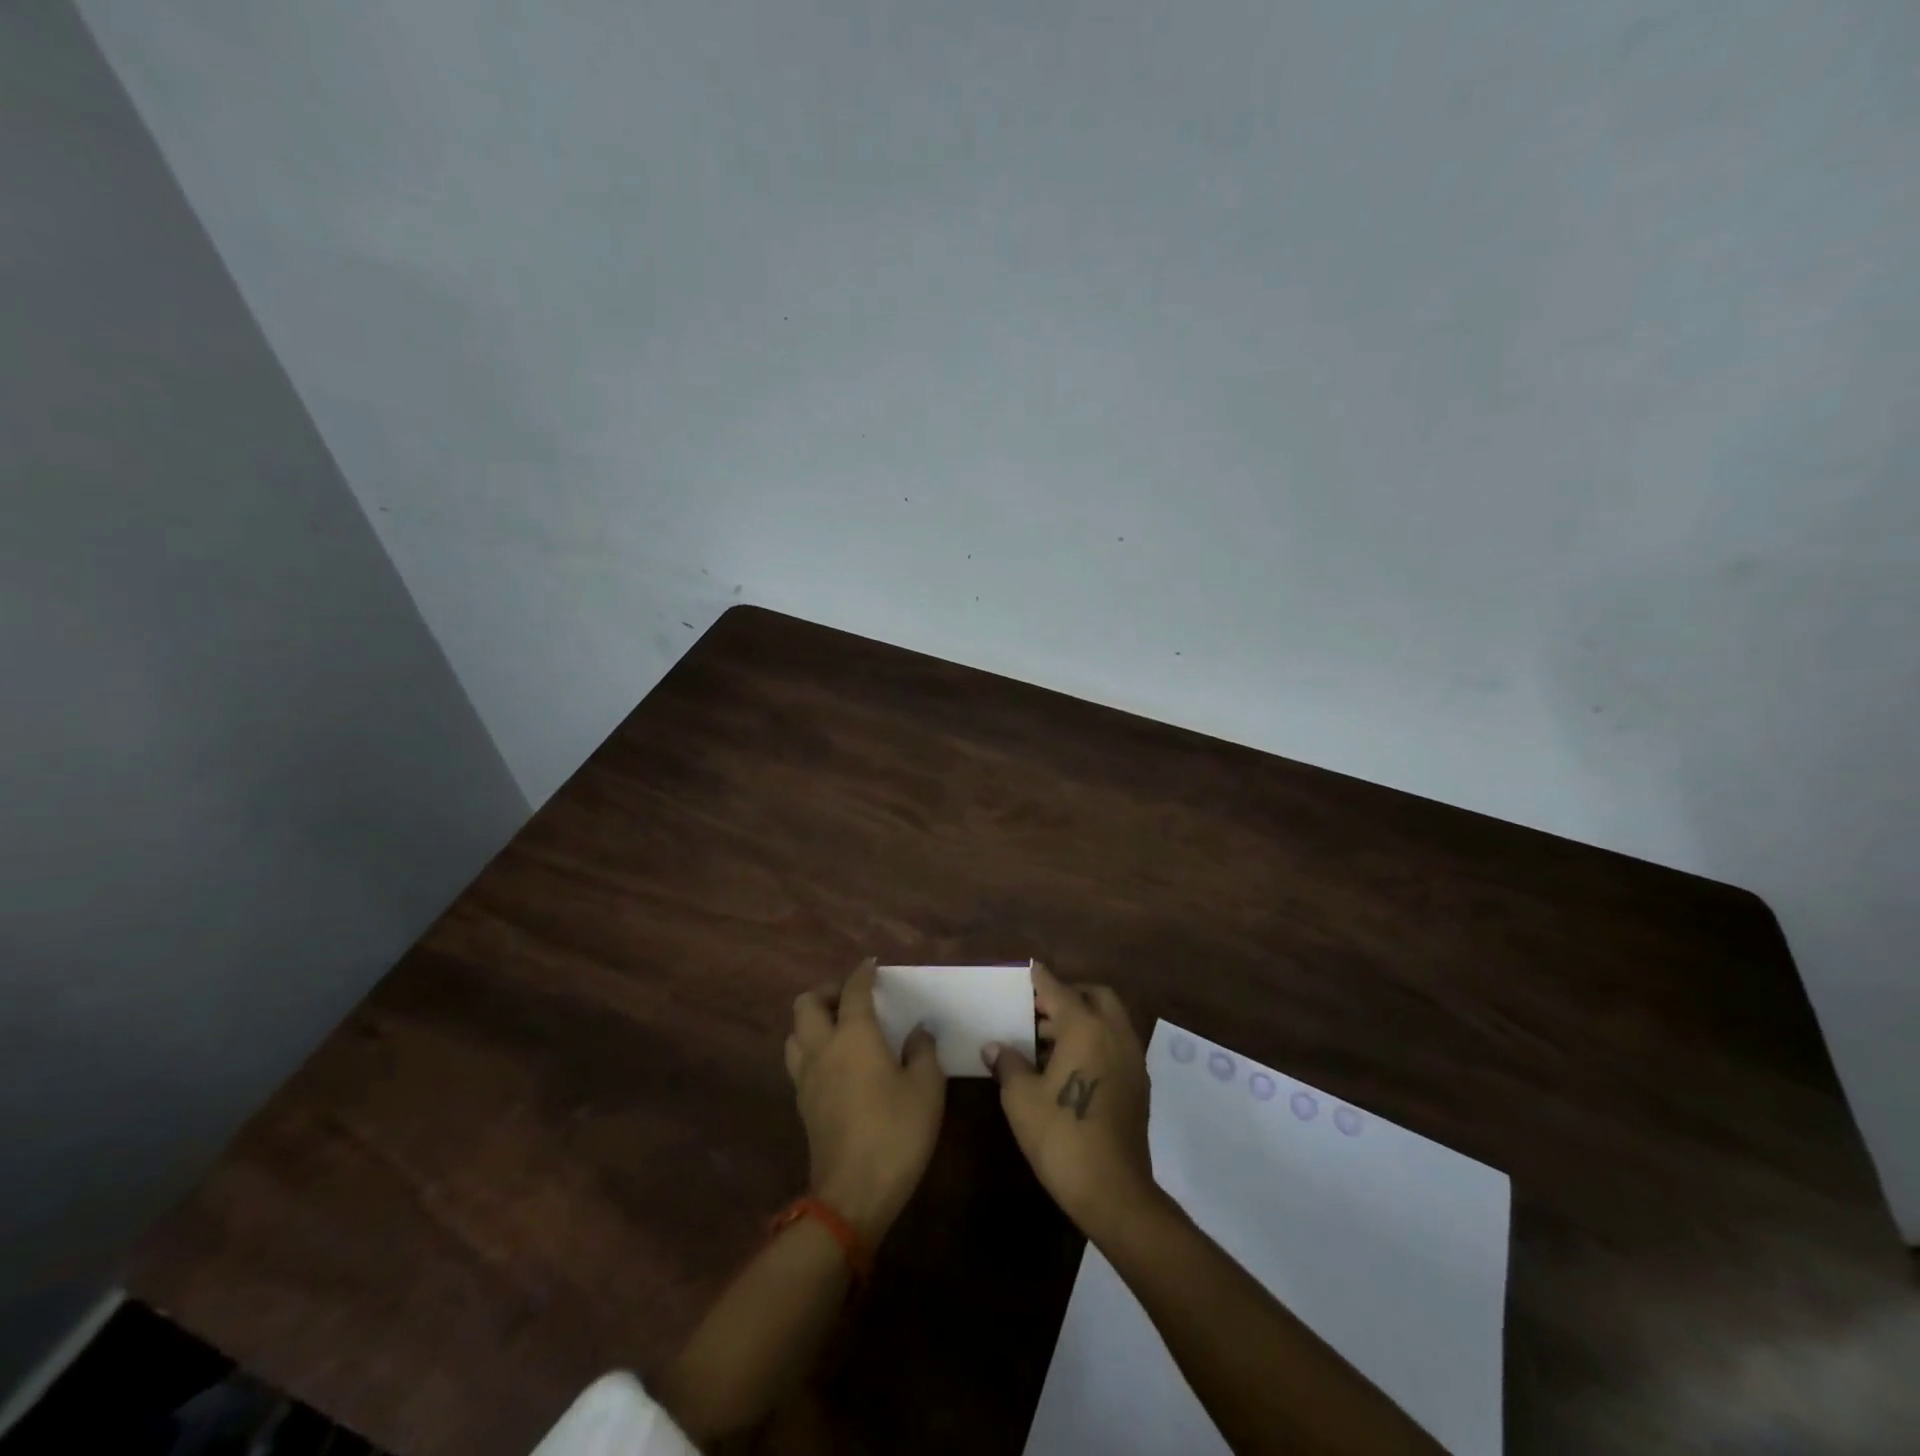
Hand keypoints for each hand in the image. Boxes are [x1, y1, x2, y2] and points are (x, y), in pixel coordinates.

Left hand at [785, 960, 946, 1243]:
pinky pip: (798, 1060)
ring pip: (794, 1032)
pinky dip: (811, 1048)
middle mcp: (823, 1047)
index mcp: (854, 1035)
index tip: (872, 966)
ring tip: (838, 1027)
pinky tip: (834, 1062)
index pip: (853, 991)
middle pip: (806, 1004)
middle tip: (850, 999)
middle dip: (826, 992)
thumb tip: (917, 1031)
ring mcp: (806, 1077)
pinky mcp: (802, 1104)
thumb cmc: (897, 1132)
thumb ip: (923, 1051)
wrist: (853, 1193)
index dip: (862, 974)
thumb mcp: (927, 1088)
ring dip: (811, 1021)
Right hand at [985, 963, 1156, 1239]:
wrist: (1113, 1192)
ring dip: (1082, 1019)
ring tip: (1046, 1039)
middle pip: (1095, 996)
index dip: (1040, 978)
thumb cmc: (1061, 1136)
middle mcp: (1114, 1033)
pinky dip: (1095, 1040)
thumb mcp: (1021, 1098)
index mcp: (1085, 1027)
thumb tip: (994, 1047)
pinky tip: (1069, 1065)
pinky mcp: (1138, 1084)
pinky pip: (1116, 1044)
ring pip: (1109, 1020)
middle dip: (1068, 994)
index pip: (1058, 989)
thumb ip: (1008, 1063)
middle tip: (1039, 1009)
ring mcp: (1132, 1059)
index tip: (1027, 970)